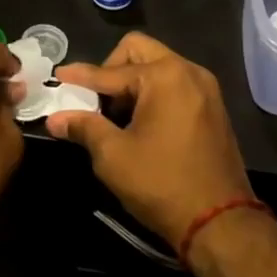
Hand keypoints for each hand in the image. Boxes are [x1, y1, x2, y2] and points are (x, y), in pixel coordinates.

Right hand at [46, 32, 252, 249]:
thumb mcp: (113, 156)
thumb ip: (83, 127)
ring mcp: (205, 89)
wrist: (222, 224)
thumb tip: (54, 119)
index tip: (58, 77)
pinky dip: (152, 94)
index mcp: (165, 75)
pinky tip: (140, 122)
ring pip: (158, 66)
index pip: (110, 71)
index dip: (80, 77)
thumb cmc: (162, 184)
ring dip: (132, 82)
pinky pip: (174, 84)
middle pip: (138, 51)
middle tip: (94, 98)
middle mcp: (189, 71)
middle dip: (111, 69)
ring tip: (115, 115)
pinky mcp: (213, 108)